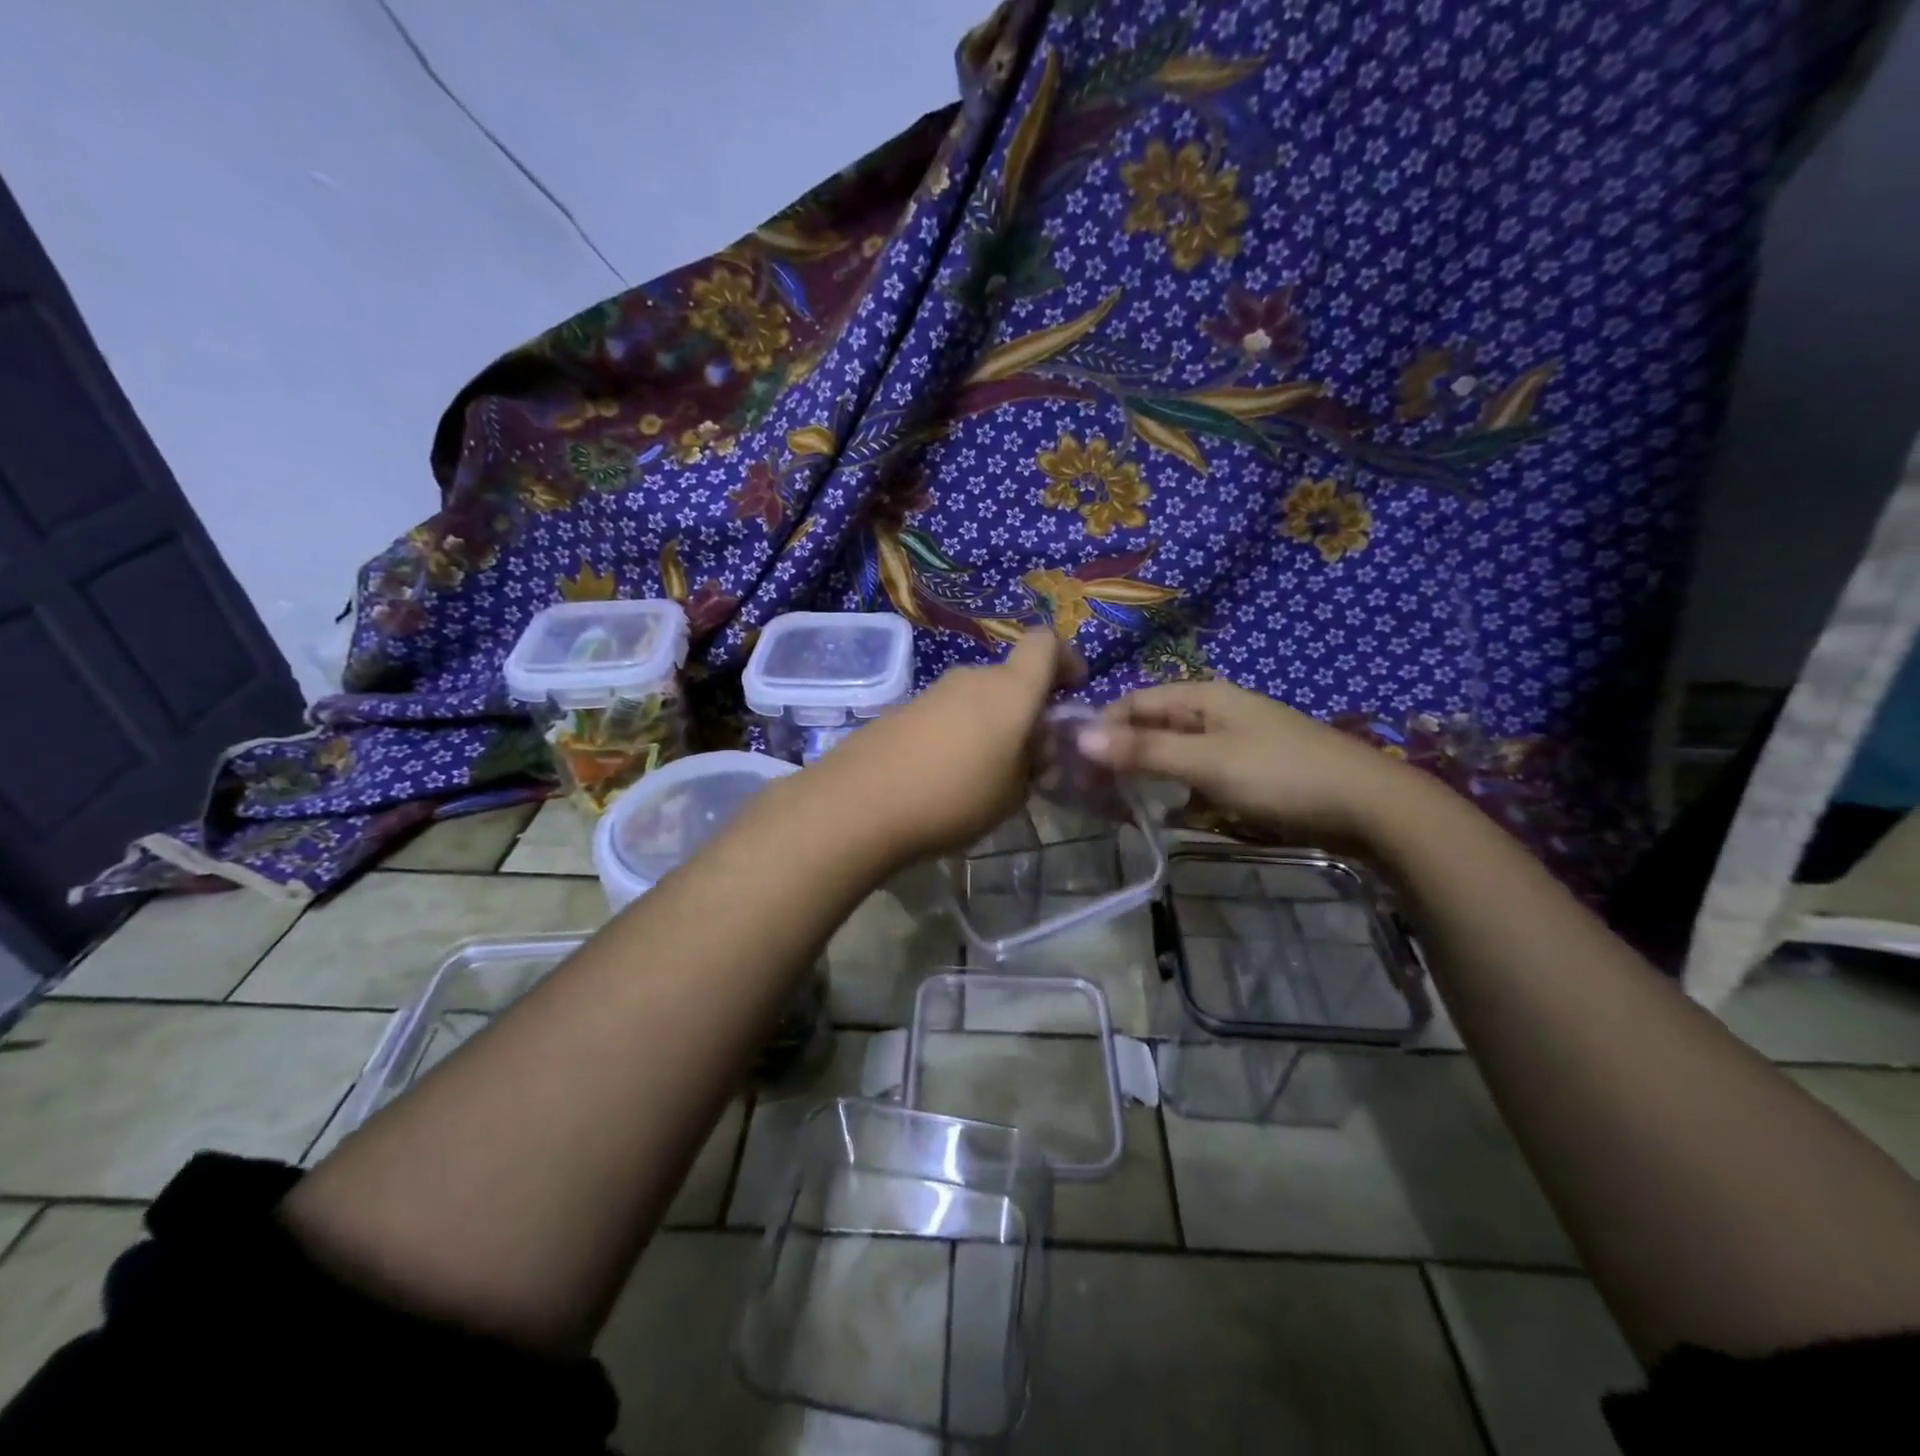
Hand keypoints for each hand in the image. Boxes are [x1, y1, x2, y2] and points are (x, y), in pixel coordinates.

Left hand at [808, 630, 1077, 862]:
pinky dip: (960, 732)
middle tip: (1030, 756)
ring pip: (978, 697)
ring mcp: (933, 691)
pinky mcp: (903, 709)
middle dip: (1028, 708)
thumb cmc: (954, 797)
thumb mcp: (1013, 793)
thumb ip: (1033, 764)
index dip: (1066, 659)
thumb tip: (1034, 748)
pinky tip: (947, 774)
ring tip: (987, 773)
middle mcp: (973, 678)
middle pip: (1011, 677)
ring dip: (992, 723)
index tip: (1072, 691)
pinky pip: (947, 712)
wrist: (859, 804)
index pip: (1046, 643)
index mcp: (1010, 690)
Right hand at [1076, 679, 1414, 842]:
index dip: (1100, 728)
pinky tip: (1160, 814)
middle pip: (1149, 727)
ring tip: (1113, 807)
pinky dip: (1173, 792)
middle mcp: (1211, 712)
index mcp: (1201, 695)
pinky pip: (1194, 776)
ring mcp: (1229, 742)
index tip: (1071, 764)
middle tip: (1086, 793)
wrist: (1368, 806)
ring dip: (1143, 776)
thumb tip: (1080, 736)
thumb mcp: (1206, 761)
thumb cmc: (1280, 774)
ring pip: (1170, 754)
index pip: (1132, 702)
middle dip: (1118, 755)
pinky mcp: (1243, 772)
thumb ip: (1144, 749)